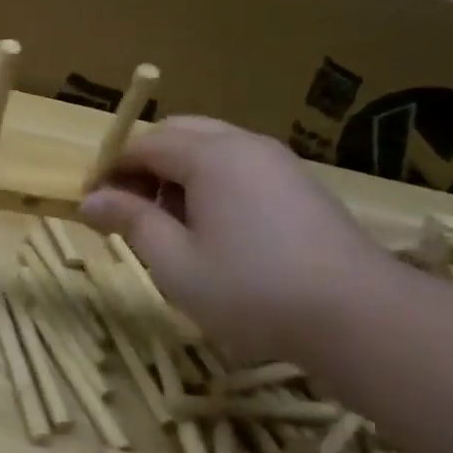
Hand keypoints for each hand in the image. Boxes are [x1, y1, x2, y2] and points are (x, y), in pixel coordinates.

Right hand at [80, 116, 391, 362]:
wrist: (362, 318)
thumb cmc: (253, 290)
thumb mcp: (176, 262)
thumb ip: (131, 222)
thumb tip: (89, 200)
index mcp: (209, 155)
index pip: (142, 144)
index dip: (110, 170)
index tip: (94, 205)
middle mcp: (243, 144)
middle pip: (177, 134)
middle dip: (144, 164)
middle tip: (131, 211)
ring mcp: (277, 162)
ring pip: (210, 147)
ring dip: (177, 173)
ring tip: (172, 225)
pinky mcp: (299, 184)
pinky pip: (239, 165)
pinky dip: (211, 182)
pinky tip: (215, 230)